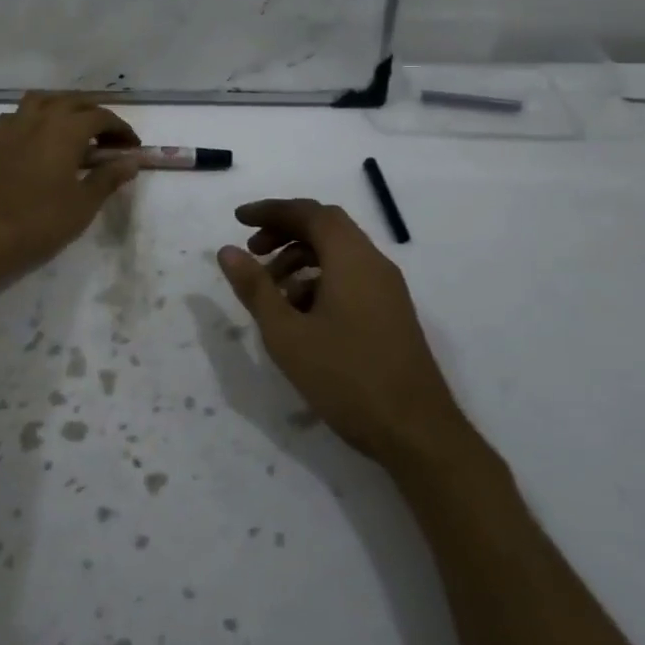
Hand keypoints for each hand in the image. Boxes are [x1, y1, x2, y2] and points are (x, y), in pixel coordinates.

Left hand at [0, 92, 141, 285]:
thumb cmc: (41, 220)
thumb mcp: (84, 203)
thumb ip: (109, 177)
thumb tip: (131, 161)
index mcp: (66, 129)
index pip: (101, 117)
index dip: (121, 130)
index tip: (132, 147)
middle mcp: (40, 118)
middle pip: (73, 102)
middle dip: (95, 115)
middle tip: (109, 139)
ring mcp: (13, 126)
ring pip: (43, 101)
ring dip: (63, 108)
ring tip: (75, 130)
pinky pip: (18, 116)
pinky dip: (35, 119)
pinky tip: (39, 138)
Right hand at [217, 198, 466, 468]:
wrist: (417, 433)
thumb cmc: (347, 378)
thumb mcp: (287, 334)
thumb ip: (255, 288)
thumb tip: (227, 250)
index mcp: (351, 258)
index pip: (309, 213)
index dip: (271, 210)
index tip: (238, 220)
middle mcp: (373, 263)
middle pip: (326, 227)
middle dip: (285, 231)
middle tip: (252, 251)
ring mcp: (387, 288)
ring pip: (339, 253)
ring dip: (301, 258)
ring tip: (271, 289)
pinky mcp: (391, 312)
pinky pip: (351, 276)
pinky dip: (320, 280)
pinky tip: (300, 314)